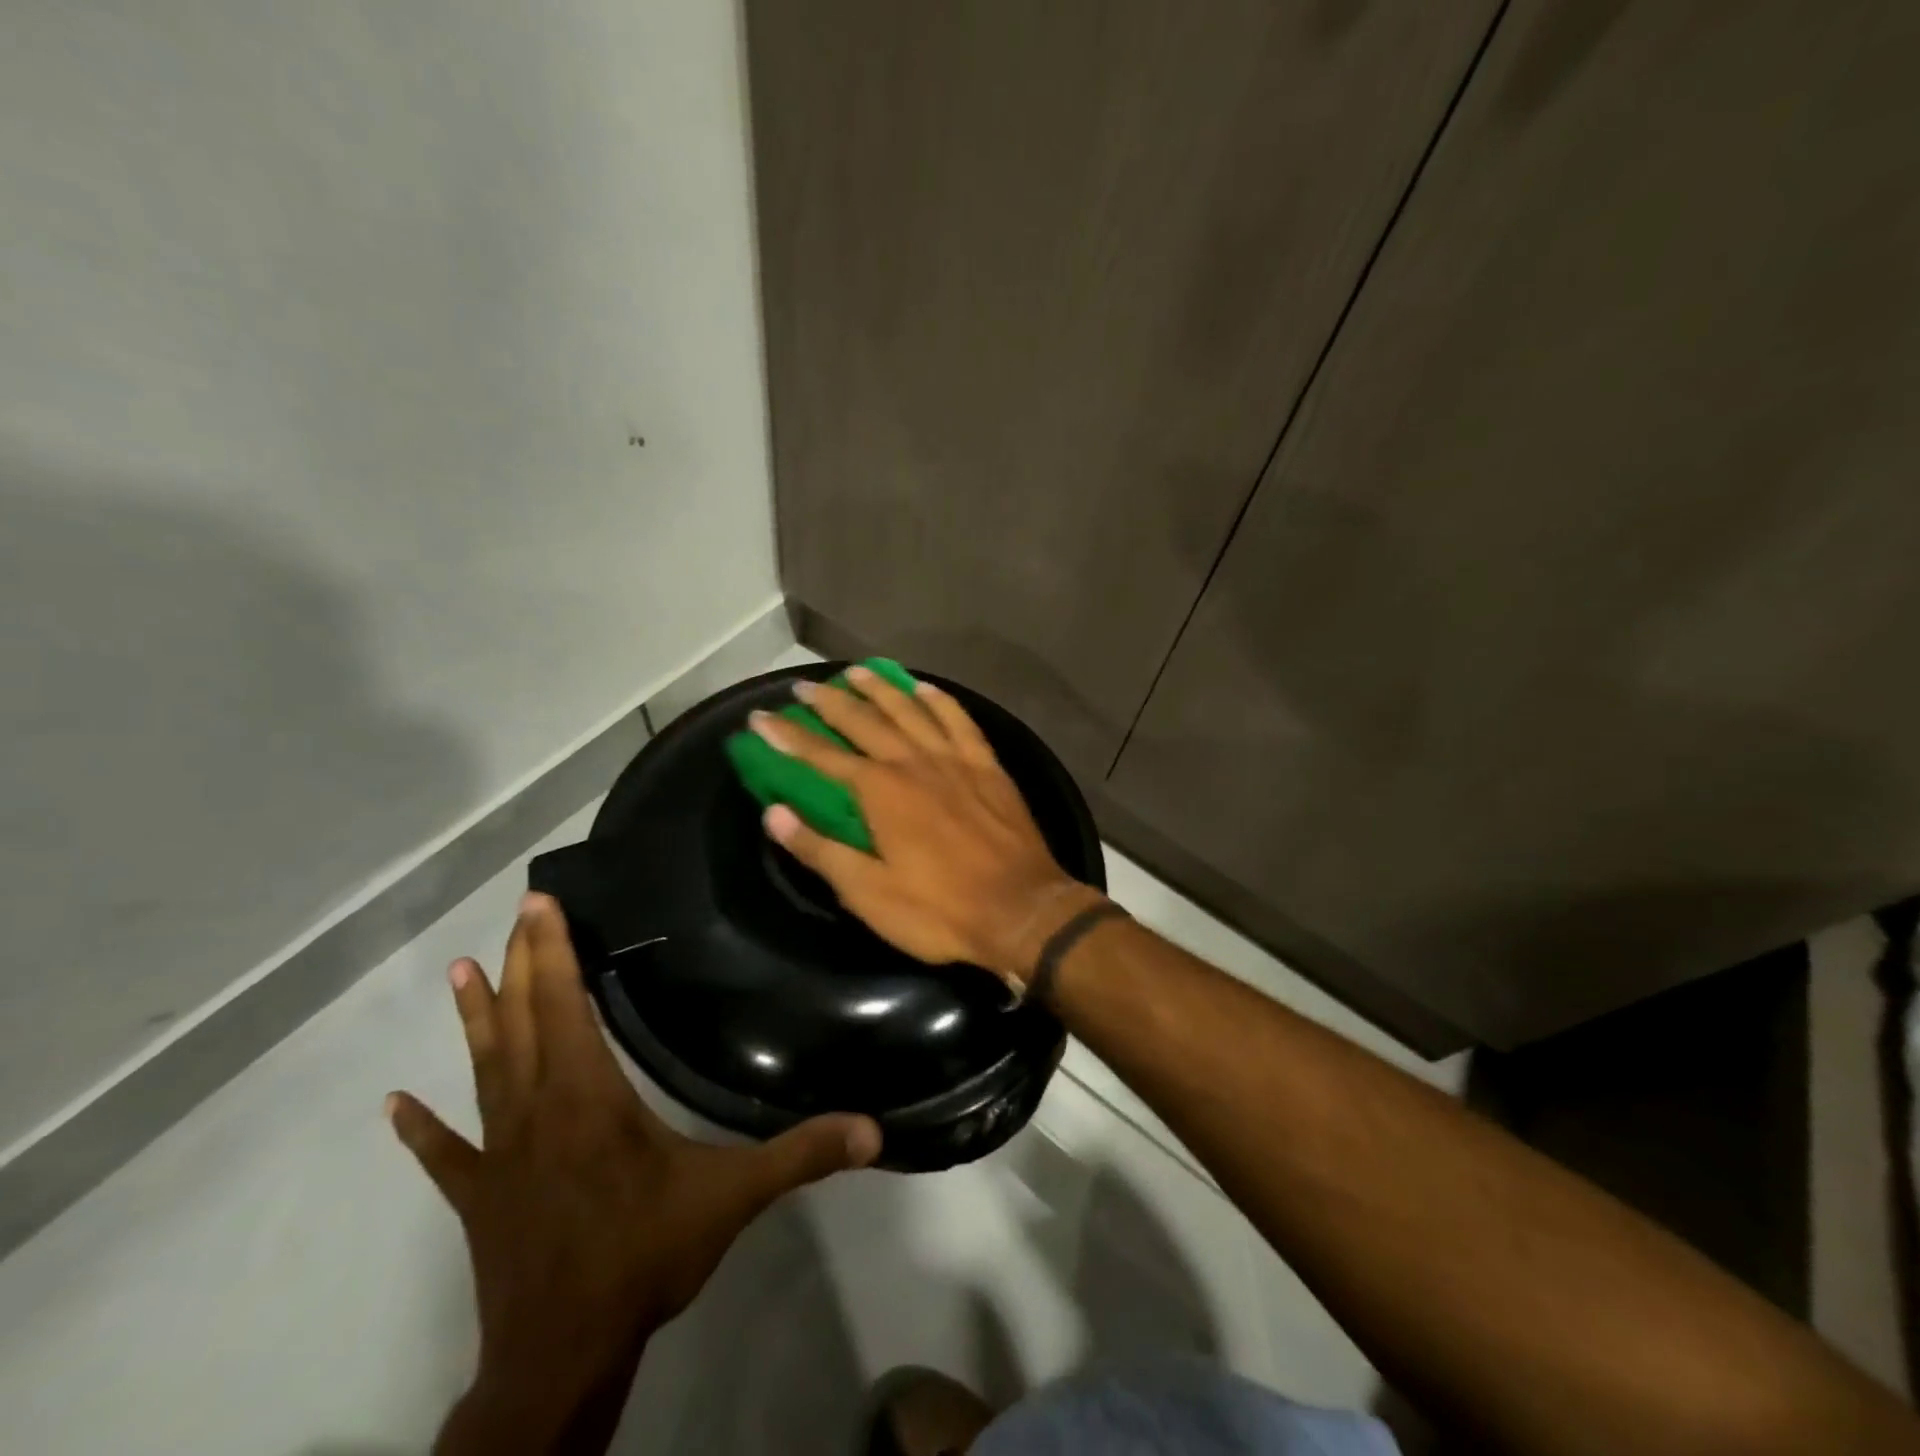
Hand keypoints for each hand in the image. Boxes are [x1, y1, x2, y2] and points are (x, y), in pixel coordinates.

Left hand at [388, 893, 881, 1454]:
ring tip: (457, 972)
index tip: (541, 905)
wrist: (559, 1357)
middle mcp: (537, 1110)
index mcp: (589, 1097)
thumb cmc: (643, 1259)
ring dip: (475, 1019)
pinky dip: (422, 1129)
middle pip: (523, 1022)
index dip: (554, 953)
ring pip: (485, 1070)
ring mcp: (500, 1153)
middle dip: (521, 961)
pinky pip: (446, 1154)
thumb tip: (873, 1129)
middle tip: (518, 912)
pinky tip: (395, 1105)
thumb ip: (801, 1155)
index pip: (565, 1007)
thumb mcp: (733, 1199)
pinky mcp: (479, 1196)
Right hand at [749, 665, 1105, 990]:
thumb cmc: (939, 910)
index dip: (787, 737)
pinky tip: (925, 688)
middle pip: (864, 721)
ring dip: (880, 689)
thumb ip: (819, 850)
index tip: (760, 717)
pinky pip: (960, 721)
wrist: (1021, 911)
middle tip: (805, 685)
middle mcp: (913, 762)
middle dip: (829, 702)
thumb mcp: (868, 892)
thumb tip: (773, 813)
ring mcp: (954, 760)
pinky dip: (940, 700)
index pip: (821, 756)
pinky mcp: (988, 766)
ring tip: (857, 671)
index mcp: (880, 792)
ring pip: (910, 710)